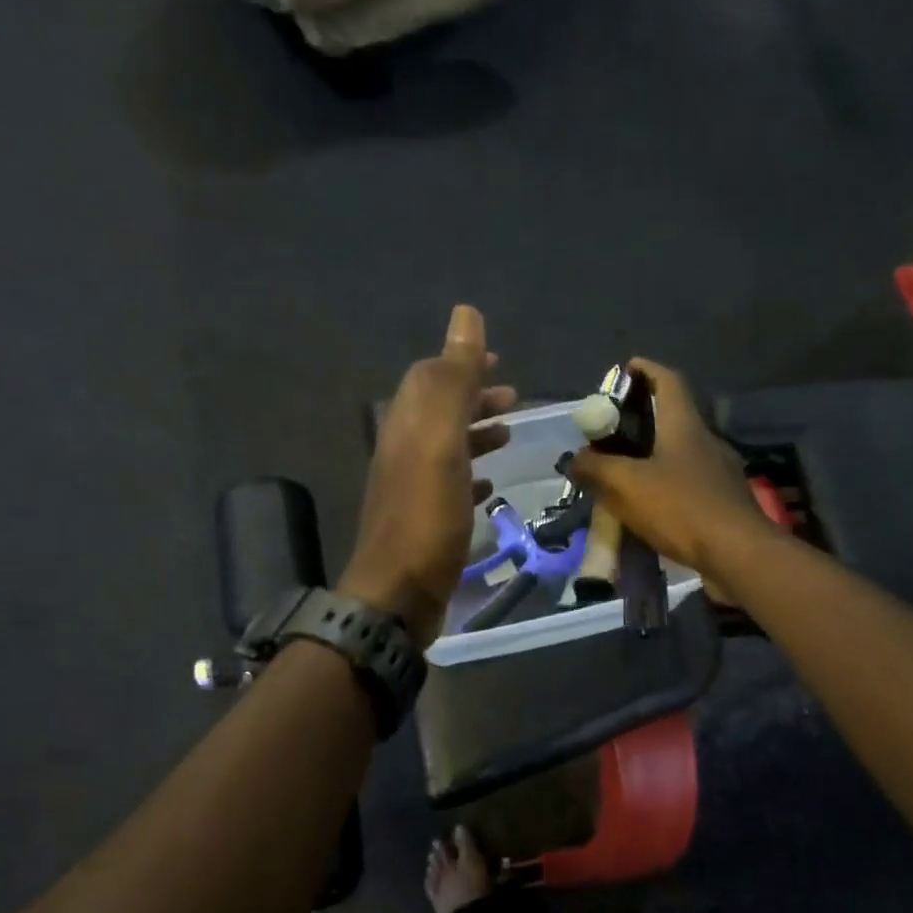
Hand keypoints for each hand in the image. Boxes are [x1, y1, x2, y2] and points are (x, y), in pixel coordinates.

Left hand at [339, 306, 515, 644]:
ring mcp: (411, 489)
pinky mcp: (423, 522)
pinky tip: (489, 484)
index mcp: (405, 426)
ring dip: (476, 434)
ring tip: (510, 435)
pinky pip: (448, 485)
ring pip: (445, 447)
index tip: (498, 360)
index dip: (461, 363)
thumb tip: (465, 315)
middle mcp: (403, 452)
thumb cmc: (426, 518)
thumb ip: (453, 381)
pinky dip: (471, 474)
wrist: (398, 596)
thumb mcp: (440, 442)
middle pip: (438, 411)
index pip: (428, 378)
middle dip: (474, 397)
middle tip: (514, 397)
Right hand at [567, 357, 771, 581]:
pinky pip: (687, 483)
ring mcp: (719, 471)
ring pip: (679, 452)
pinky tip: (648, 506)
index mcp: (684, 424)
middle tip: (610, 433)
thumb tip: (576, 460)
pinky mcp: (723, 501)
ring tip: (622, 472)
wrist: (738, 554)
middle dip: (640, 419)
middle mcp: (705, 440)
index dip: (645, 370)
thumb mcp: (626, 485)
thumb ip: (595, 468)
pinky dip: (665, 485)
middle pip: (672, 416)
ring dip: (651, 456)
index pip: (668, 380)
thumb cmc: (681, 508)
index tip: (622, 371)